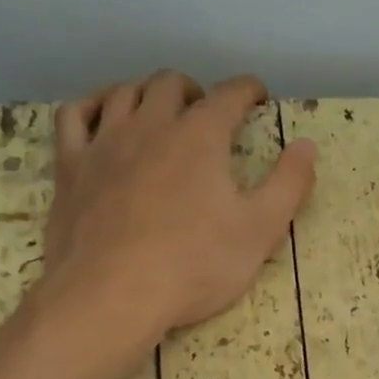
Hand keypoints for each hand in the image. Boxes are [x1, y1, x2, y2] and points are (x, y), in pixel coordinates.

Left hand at [36, 70, 316, 337]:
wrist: (113, 294)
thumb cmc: (195, 265)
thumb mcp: (260, 231)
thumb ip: (289, 184)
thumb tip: (307, 144)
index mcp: (200, 136)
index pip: (229, 95)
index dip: (248, 91)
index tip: (258, 96)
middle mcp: (150, 125)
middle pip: (170, 84)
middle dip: (195, 90)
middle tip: (208, 112)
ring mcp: (104, 143)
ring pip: (123, 93)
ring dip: (146, 93)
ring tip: (159, 111)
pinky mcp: (70, 167)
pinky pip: (74, 117)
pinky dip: (92, 107)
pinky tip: (102, 117)